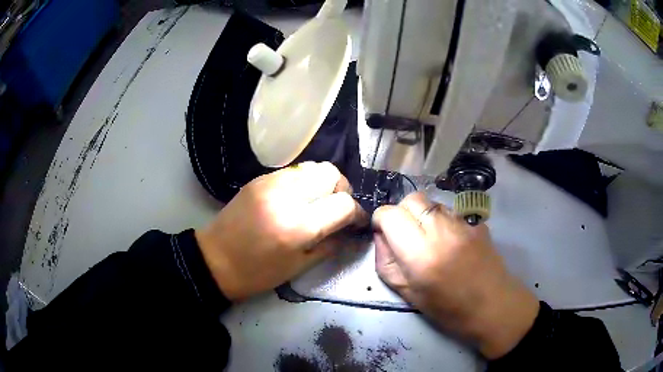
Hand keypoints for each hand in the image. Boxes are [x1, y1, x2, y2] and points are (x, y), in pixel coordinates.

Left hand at [195, 162, 367, 300]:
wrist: (215, 259)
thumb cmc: (258, 273)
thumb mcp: (299, 267)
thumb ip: (331, 245)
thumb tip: (351, 231)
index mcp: (298, 226)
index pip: (343, 204)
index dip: (357, 213)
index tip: (356, 222)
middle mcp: (286, 197)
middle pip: (331, 174)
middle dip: (341, 190)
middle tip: (335, 209)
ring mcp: (270, 183)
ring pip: (313, 167)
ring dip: (323, 183)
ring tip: (316, 202)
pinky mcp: (259, 179)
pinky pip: (294, 171)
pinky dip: (304, 182)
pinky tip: (297, 199)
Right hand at [372, 192, 538, 359]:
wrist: (492, 305)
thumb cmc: (447, 308)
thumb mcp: (407, 293)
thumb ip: (386, 261)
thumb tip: (381, 235)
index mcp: (420, 253)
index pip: (390, 214)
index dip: (381, 221)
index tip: (384, 234)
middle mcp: (441, 230)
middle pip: (411, 199)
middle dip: (400, 212)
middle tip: (404, 234)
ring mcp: (462, 222)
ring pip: (431, 202)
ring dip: (422, 215)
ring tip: (429, 238)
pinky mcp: (476, 221)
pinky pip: (450, 210)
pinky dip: (441, 219)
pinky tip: (448, 240)